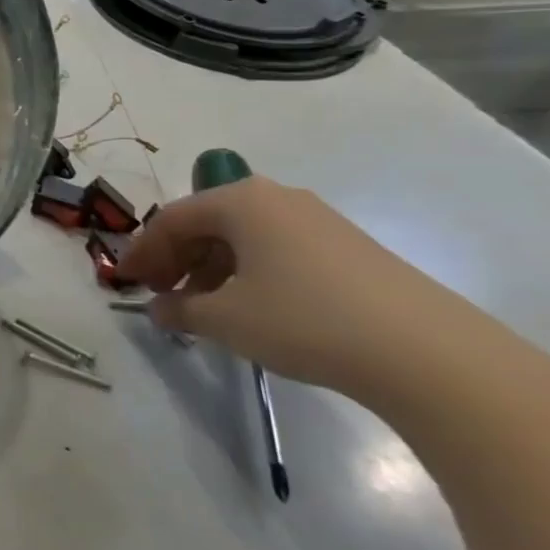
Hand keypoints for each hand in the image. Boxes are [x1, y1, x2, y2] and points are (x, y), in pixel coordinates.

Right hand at [113, 176, 496, 403]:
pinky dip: (247, 273)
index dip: (142, 251)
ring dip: (210, 268)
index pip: (173, 218)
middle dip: (175, 258)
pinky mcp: (346, 248)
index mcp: (241, 201)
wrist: (425, 351)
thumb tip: (159, 309)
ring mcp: (316, 220)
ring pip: (242, 237)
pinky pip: (275, 250)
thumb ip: (181, 309)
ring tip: (202, 308)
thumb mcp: (226, 319)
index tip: (124, 283)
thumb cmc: (304, 320)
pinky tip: (250, 308)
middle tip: (160, 294)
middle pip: (207, 222)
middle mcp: (276, 198)